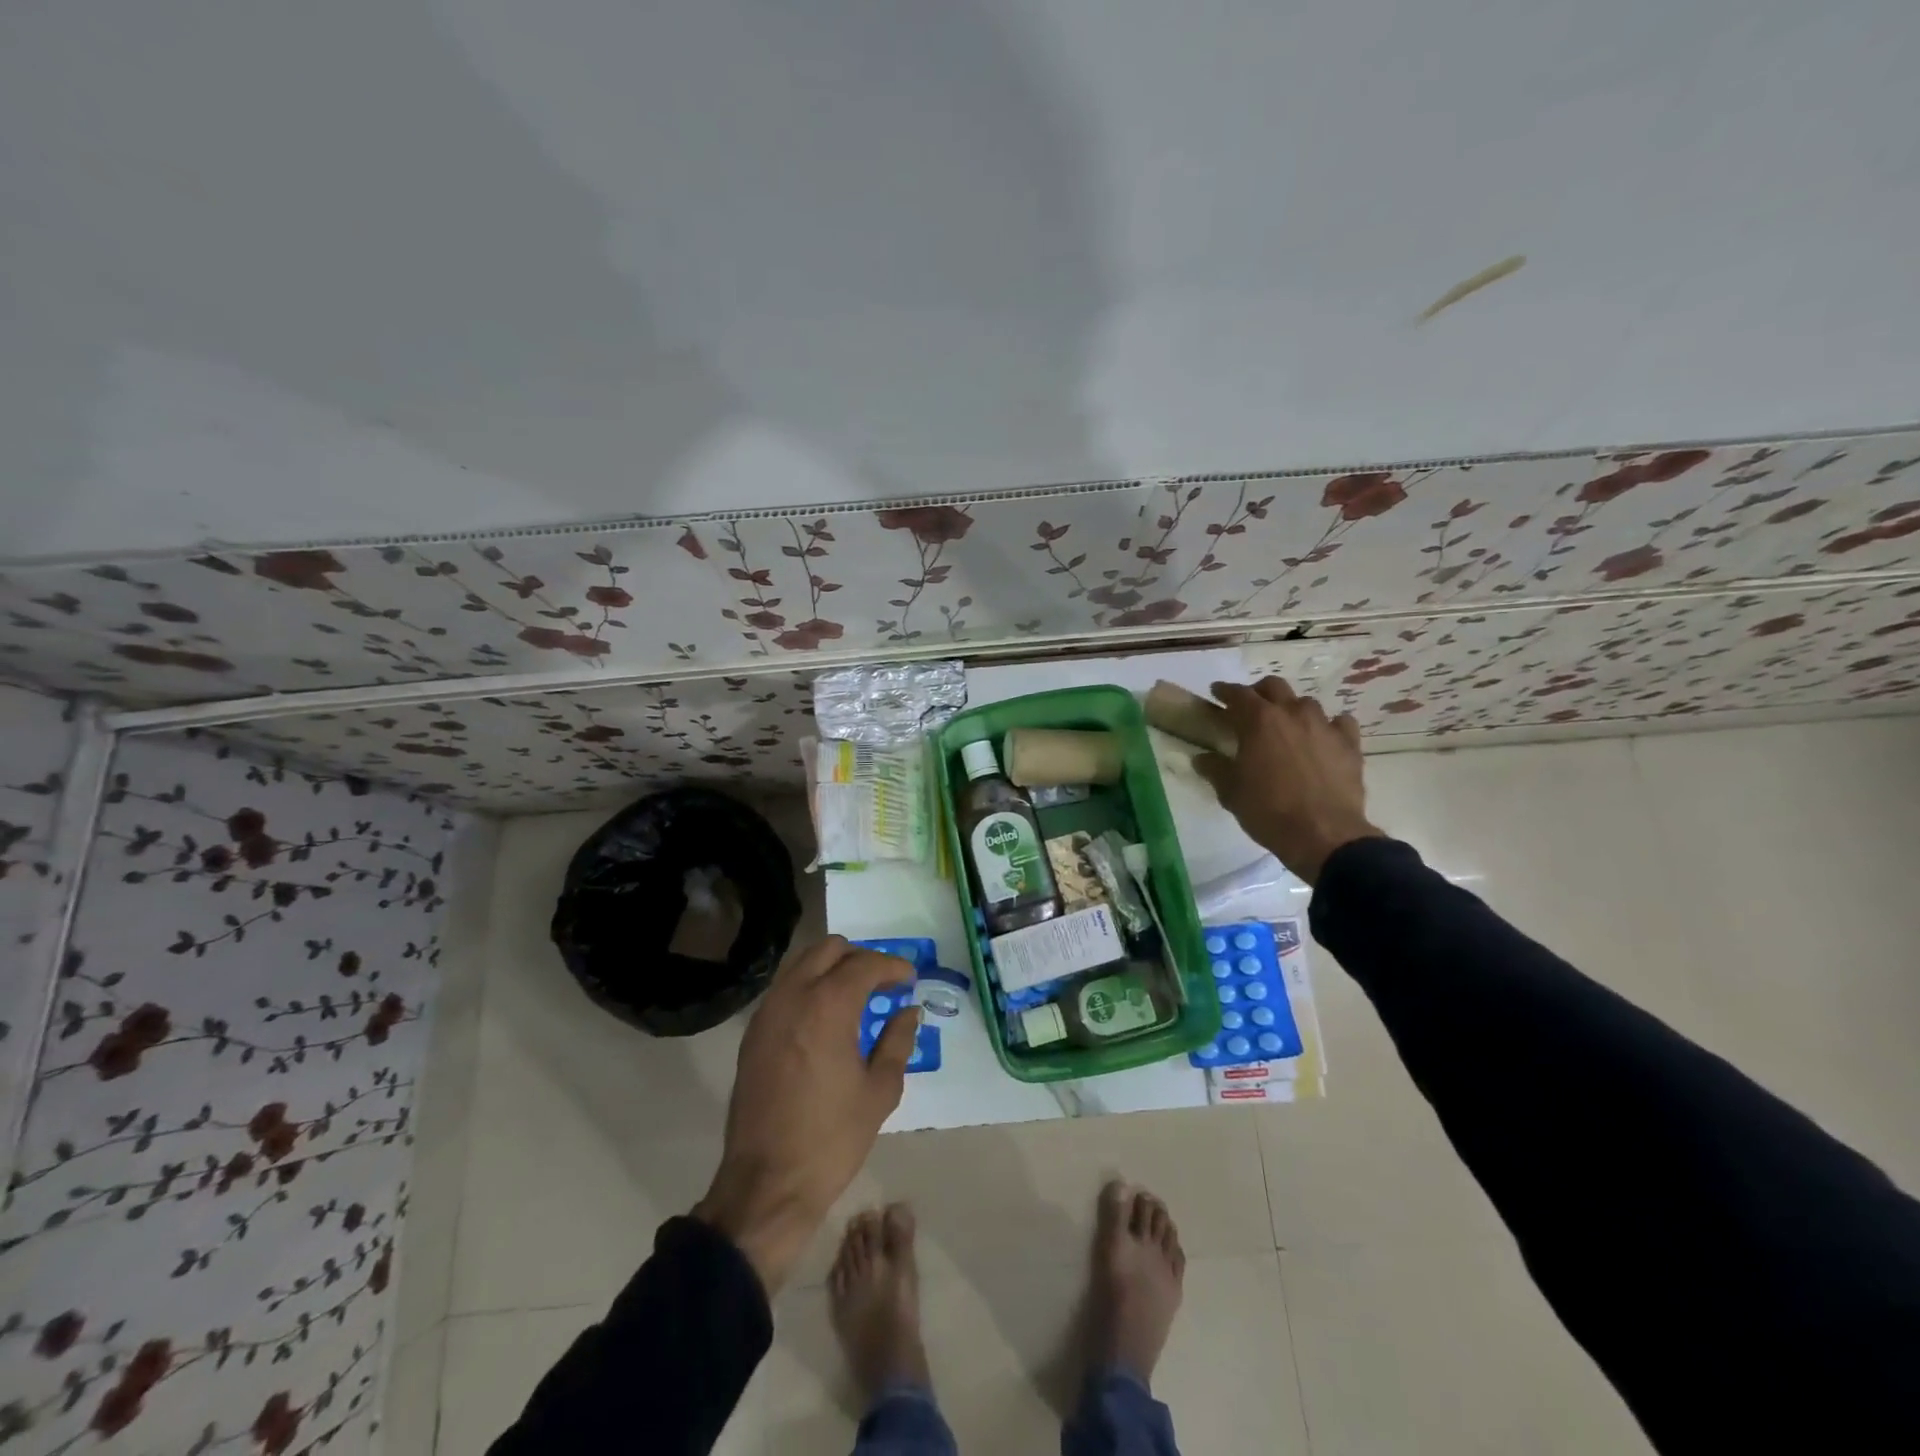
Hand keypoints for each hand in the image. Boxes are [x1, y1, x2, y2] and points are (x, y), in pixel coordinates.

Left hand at [694, 936, 919, 1293]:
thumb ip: (897, 1041)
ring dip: (831, 968)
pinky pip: (785, 989)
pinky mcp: (753, 1033)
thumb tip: (908, 1012)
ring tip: (855, 997)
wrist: (767, 1185)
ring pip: (802, 963)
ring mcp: (767, 1012)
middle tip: (882, 984)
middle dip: (860, 958)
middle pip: (829, 949)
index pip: (865, 964)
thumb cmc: (831, 1139)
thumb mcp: (879, 1091)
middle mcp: (793, 996)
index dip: (893, 967)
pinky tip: (825, 1018)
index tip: (909, 980)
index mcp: (828, 1006)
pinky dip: (809, 987)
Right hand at [1194, 677, 1383, 884]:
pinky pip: (1339, 722)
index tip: (1216, 693)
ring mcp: (1324, 726)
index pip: (1237, 694)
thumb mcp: (1231, 792)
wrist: (1323, 834)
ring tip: (1287, 727)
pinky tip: (1323, 738)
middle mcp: (1292, 713)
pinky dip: (1328, 726)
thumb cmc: (1268, 810)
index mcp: (1258, 721)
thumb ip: (1215, 769)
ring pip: (1306, 703)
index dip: (1224, 691)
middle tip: (1250, 708)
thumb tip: (1201, 758)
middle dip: (1259, 692)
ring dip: (1292, 709)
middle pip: (1274, 687)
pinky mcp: (1349, 744)